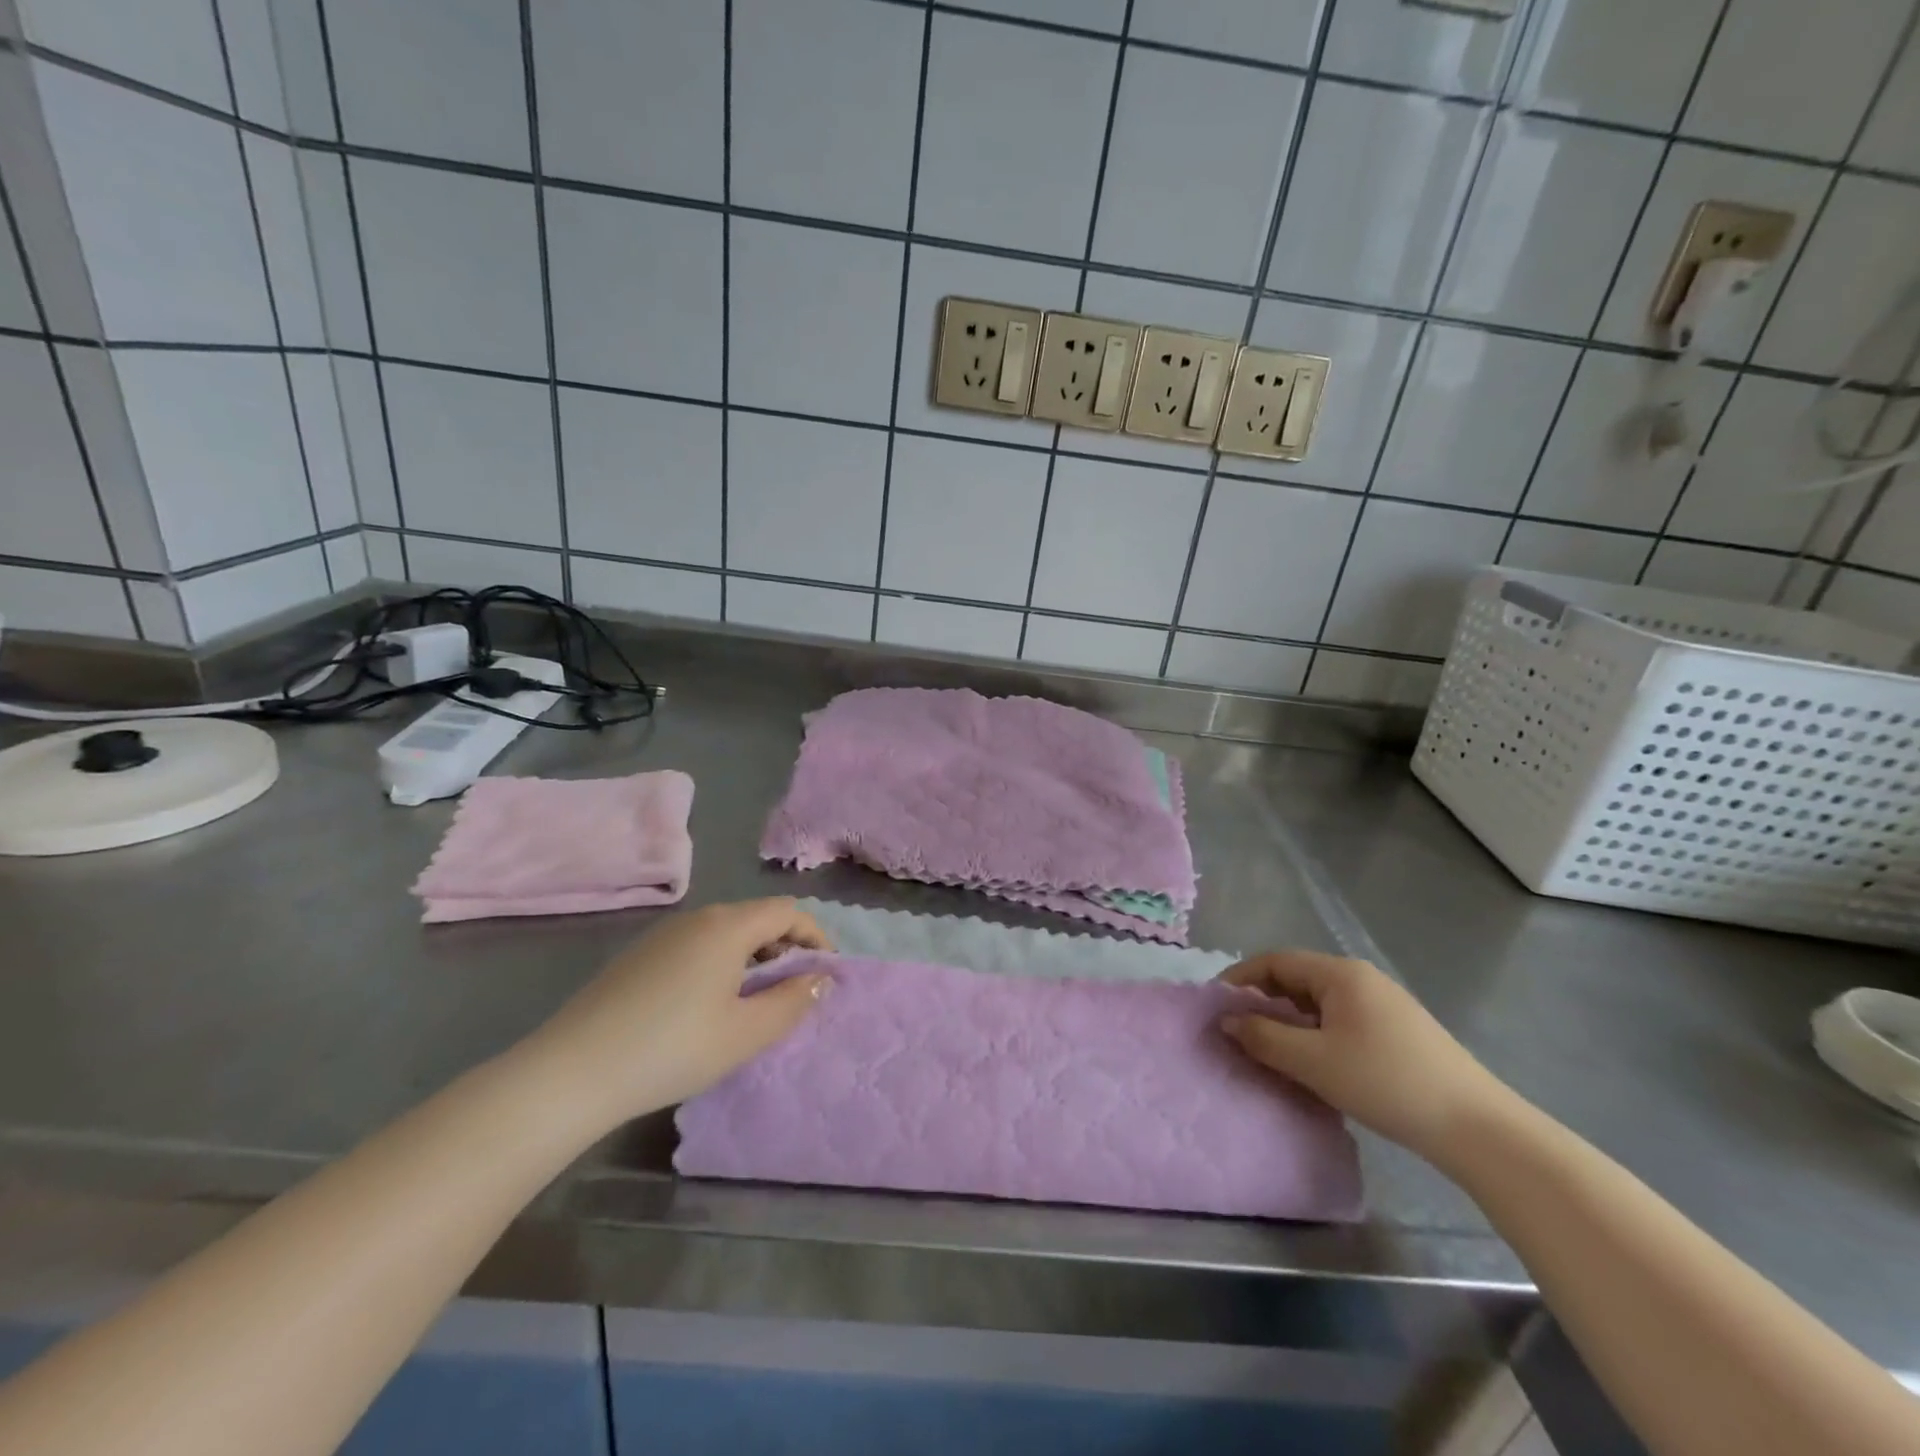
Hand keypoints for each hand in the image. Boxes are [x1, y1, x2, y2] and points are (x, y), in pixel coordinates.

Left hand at [522, 898, 833, 1127]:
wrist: (571, 1072)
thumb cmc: (672, 1049)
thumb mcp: (745, 1033)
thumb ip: (793, 1001)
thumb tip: (821, 979)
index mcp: (727, 926)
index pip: (788, 911)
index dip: (816, 936)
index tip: (826, 972)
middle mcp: (697, 918)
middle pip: (757, 917)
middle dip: (786, 946)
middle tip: (796, 989)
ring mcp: (663, 935)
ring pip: (726, 932)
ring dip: (754, 956)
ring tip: (758, 1000)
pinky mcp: (640, 955)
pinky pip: (698, 945)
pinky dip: (723, 963)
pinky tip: (711, 1004)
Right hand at [1218, 951, 1516, 1163]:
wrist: (1477, 1128)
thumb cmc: (1385, 1082)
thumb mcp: (1313, 1061)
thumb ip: (1264, 1037)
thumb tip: (1227, 1020)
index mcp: (1340, 974)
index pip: (1276, 961)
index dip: (1241, 978)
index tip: (1217, 1005)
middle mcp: (1361, 978)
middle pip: (1297, 978)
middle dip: (1264, 1000)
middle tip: (1240, 1031)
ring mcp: (1384, 1004)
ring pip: (1320, 1002)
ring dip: (1290, 1020)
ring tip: (1271, 1050)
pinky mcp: (1399, 1031)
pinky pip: (1341, 1019)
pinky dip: (1316, 1033)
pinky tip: (1314, 1063)